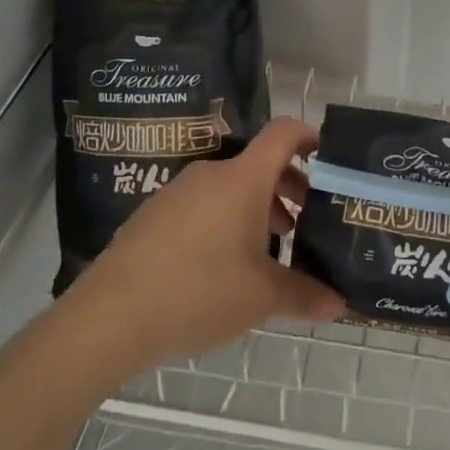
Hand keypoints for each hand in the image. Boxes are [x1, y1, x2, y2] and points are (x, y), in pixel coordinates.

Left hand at [66, 117, 345, 371]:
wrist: (110, 316)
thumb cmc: (199, 292)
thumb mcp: (261, 298)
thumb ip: (304, 296)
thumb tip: (340, 305)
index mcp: (243, 179)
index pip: (283, 134)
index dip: (309, 136)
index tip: (327, 157)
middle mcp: (211, 174)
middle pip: (258, 165)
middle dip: (286, 188)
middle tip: (302, 224)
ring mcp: (177, 192)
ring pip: (229, 188)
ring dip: (255, 209)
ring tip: (265, 251)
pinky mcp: (152, 214)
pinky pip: (201, 205)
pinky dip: (222, 221)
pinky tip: (220, 266)